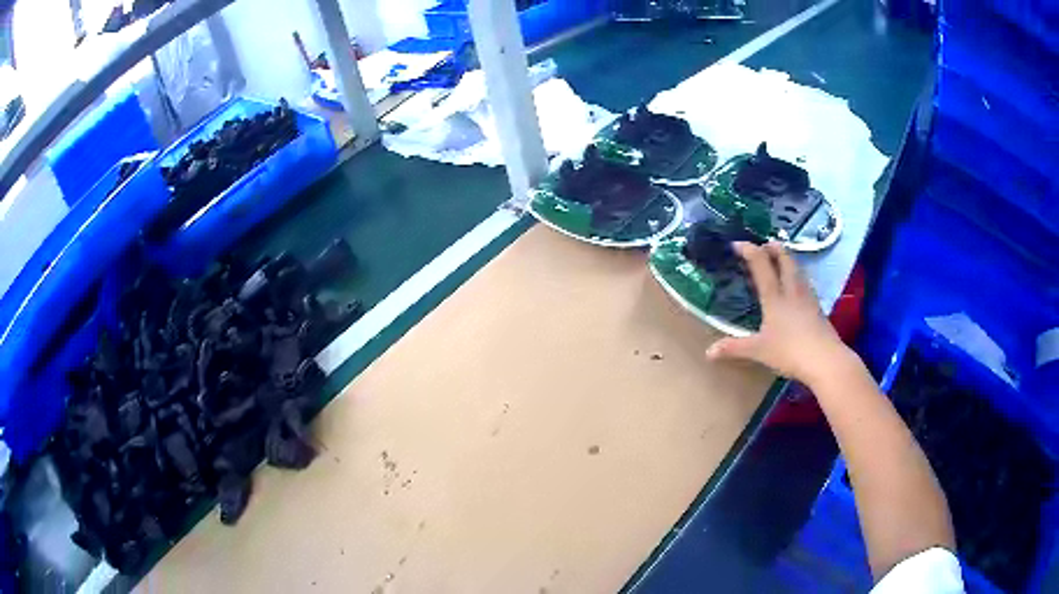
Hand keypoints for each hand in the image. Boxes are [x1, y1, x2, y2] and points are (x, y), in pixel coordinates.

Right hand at [706, 241, 850, 384]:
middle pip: (784, 259)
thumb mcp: (759, 351)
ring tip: (780, 259)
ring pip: (797, 268)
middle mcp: (791, 290)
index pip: (761, 263)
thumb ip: (734, 347)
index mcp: (774, 296)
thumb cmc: (790, 351)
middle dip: (773, 247)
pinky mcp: (817, 307)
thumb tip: (708, 352)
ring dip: (787, 259)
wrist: (825, 360)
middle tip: (764, 244)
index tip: (736, 244)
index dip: (748, 250)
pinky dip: (797, 276)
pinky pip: (805, 282)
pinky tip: (797, 285)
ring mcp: (807, 297)